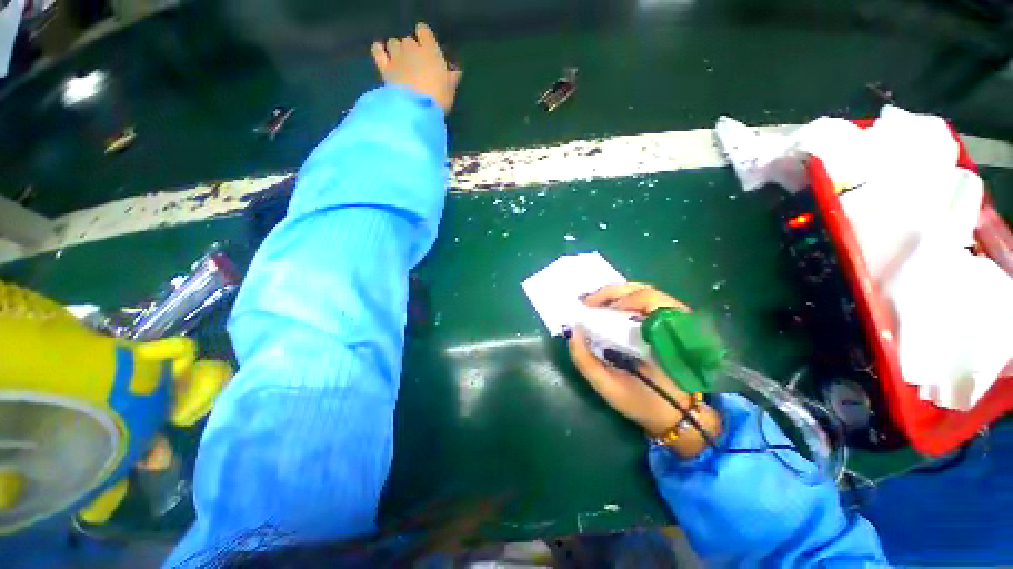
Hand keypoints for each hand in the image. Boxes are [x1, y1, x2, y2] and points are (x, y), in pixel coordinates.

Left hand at [371, 23, 462, 113]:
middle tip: (415, 64)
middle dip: (411, 49)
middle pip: (408, 40)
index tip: (426, 47)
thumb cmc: (438, 99)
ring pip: (393, 43)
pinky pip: (377, 51)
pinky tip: (382, 54)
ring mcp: (396, 56)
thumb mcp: (450, 91)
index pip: (424, 31)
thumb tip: (455, 72)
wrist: (416, 110)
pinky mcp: (384, 67)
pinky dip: (379, 50)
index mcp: (430, 50)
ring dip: (396, 50)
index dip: (424, 37)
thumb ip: (451, 79)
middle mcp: (411, 48)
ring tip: (401, 63)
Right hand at [567, 283, 721, 455]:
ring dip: (619, 295)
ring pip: (648, 293)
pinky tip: (613, 311)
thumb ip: (586, 361)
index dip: (615, 297)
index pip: (645, 299)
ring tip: (598, 305)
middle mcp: (679, 322)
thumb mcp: (610, 387)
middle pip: (646, 290)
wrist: (679, 417)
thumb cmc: (645, 403)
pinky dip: (629, 301)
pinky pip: (651, 302)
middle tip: (589, 303)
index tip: (590, 307)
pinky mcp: (676, 324)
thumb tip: (572, 329)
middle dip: (613, 292)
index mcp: (667, 337)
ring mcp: (681, 321)